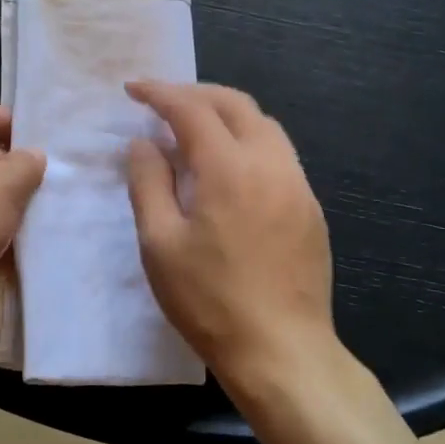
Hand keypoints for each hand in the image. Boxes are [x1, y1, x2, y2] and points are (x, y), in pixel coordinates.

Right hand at [125, 82, 335, 390]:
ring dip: (225, 113)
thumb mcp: (160, 243)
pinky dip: (248, 140)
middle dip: (195, 93)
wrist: (283, 354)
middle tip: (162, 102)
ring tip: (194, 129)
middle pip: (235, 103)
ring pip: (263, 124)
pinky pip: (278, 153)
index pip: (191, 109)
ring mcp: (297, 184)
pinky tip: (229, 167)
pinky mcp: (311, 208)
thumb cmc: (210, 301)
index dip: (159, 93)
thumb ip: (148, 182)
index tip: (133, 89)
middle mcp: (270, 163)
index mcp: (229, 168)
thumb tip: (144, 142)